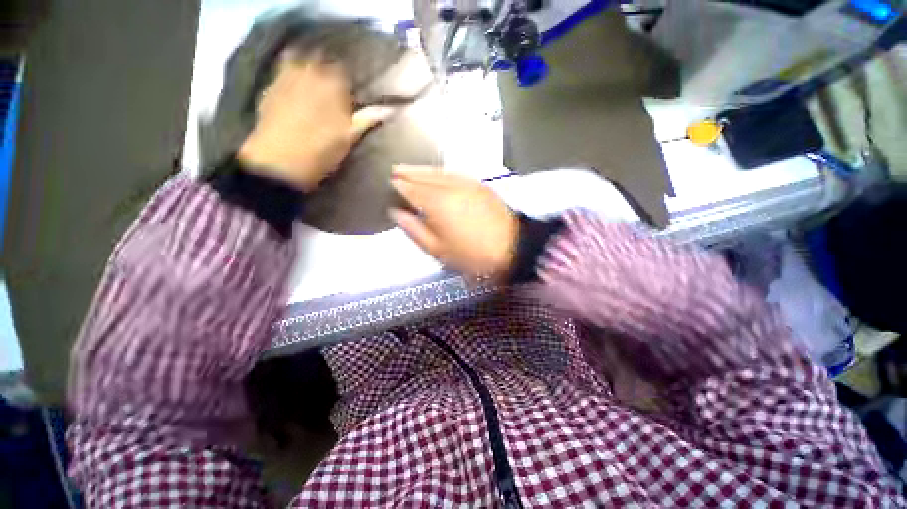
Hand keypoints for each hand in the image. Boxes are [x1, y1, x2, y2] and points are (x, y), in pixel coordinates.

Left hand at [237, 51, 391, 191]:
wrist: (280, 161)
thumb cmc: (322, 151)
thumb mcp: (349, 137)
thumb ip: (367, 120)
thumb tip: (389, 110)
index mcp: (333, 84)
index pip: (344, 71)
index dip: (347, 82)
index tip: (349, 96)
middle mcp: (309, 72)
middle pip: (320, 61)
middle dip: (327, 72)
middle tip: (331, 92)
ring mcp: (286, 77)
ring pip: (299, 61)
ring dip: (307, 70)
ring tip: (312, 87)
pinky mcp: (270, 87)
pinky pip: (282, 72)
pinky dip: (289, 76)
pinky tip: (292, 91)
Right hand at [390, 166, 519, 279]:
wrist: (513, 247)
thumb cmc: (472, 255)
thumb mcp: (439, 250)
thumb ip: (415, 230)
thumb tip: (396, 213)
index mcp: (436, 203)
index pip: (410, 189)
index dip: (397, 186)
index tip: (388, 185)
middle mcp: (449, 186)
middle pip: (423, 176)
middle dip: (407, 173)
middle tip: (394, 170)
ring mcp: (466, 183)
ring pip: (438, 171)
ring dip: (422, 169)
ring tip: (409, 168)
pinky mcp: (479, 185)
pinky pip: (454, 173)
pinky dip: (440, 171)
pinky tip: (436, 173)